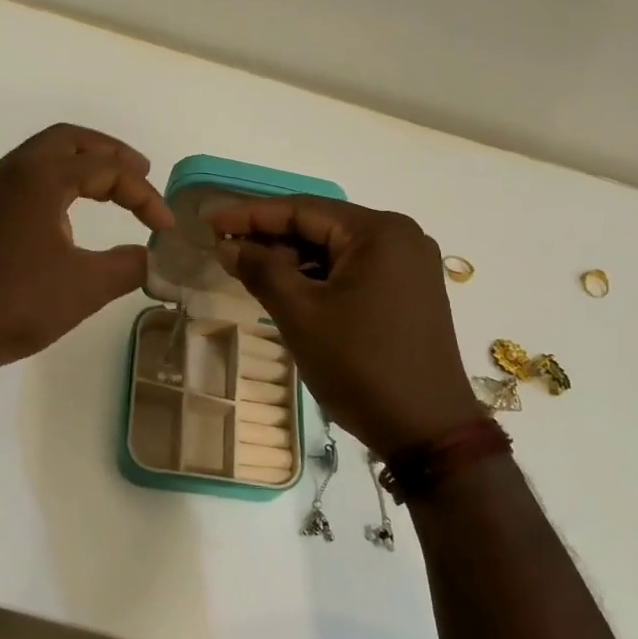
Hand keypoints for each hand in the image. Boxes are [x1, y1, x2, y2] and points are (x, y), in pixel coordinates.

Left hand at [0, 124, 173, 374]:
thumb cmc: (12, 303)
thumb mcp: (84, 287)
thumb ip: (127, 266)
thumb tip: (149, 257)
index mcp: (39, 177)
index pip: (105, 168)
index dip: (143, 193)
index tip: (165, 227)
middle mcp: (11, 170)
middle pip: (70, 140)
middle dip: (110, 153)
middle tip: (141, 171)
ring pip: (43, 156)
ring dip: (81, 165)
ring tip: (111, 189)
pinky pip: (25, 178)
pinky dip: (57, 182)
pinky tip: (68, 215)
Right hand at [209, 196, 479, 455]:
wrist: (427, 430)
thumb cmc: (360, 365)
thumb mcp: (301, 315)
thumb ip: (261, 270)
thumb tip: (227, 246)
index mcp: (379, 232)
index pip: (302, 209)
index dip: (251, 215)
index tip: (210, 221)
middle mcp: (400, 237)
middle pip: (321, 225)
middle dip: (271, 237)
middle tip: (224, 248)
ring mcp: (409, 265)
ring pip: (336, 249)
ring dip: (292, 258)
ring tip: (248, 270)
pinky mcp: (409, 291)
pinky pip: (353, 270)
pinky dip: (318, 276)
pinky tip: (287, 289)